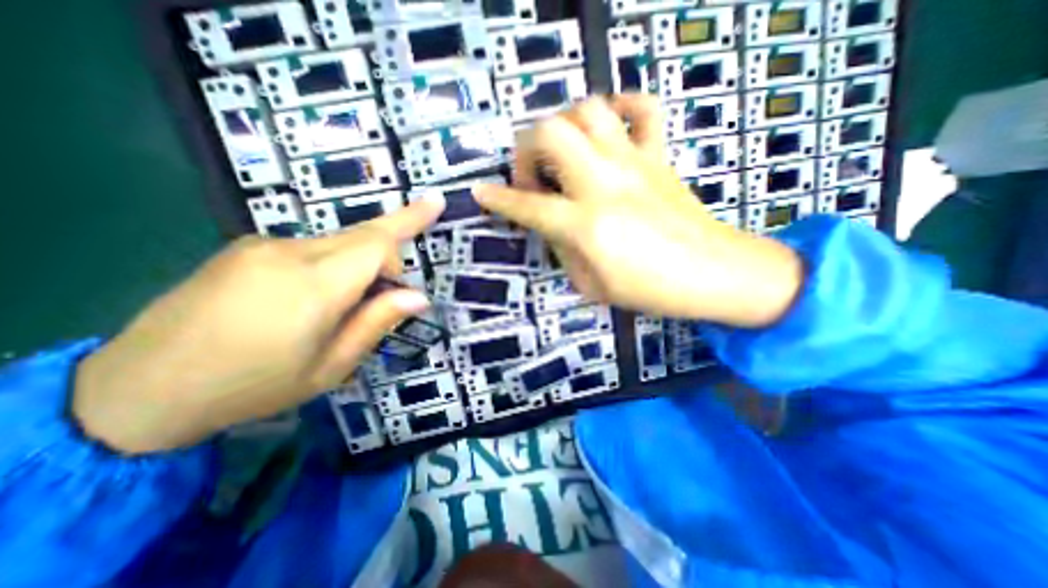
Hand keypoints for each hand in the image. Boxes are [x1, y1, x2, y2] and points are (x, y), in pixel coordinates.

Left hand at [73, 198, 439, 453]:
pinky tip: (315, 296)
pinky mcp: (246, 248)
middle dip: (395, 237)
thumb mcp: (331, 367)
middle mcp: (289, 253)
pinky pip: (311, 247)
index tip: (434, 210)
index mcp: (315, 286)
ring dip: (360, 262)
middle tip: (421, 229)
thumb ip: (376, 323)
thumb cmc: (253, 387)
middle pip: (362, 233)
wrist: (138, 389)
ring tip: (353, 302)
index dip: (409, 225)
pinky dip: (333, 263)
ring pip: (338, 241)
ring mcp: (262, 245)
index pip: (377, 242)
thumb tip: (419, 296)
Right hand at [475, 94, 803, 328]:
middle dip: (527, 148)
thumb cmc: (649, 290)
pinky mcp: (659, 155)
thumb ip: (563, 249)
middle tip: (533, 174)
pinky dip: (621, 104)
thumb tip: (549, 224)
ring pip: (588, 110)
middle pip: (551, 133)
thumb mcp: (591, 284)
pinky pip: (643, 107)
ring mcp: (634, 162)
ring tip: (564, 151)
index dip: (497, 199)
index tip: (480, 192)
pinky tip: (610, 125)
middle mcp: (604, 183)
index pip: (527, 205)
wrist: (714, 273)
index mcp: (585, 225)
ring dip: (564, 125)